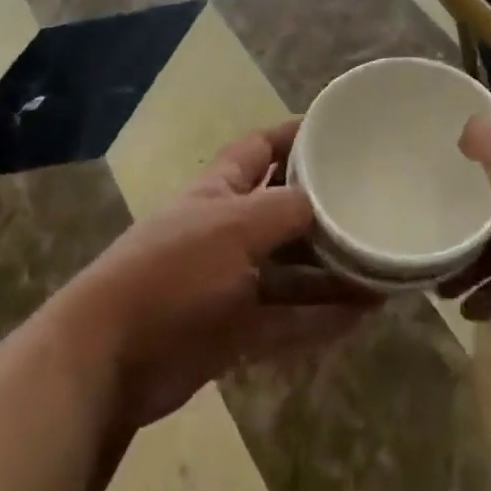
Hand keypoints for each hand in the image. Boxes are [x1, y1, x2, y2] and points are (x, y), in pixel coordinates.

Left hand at [70, 121, 376, 428]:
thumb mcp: (235, 226)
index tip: (337, 131)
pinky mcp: (234, 332)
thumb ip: (286, 210)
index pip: (262, 149)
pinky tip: (362, 315)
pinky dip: (321, 318)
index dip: (296, 136)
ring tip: (382, 271)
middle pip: (284, 213)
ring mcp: (231, 283)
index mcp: (220, 190)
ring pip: (292, 272)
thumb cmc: (173, 270)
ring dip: (332, 273)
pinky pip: (288, 320)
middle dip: (324, 212)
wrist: (109, 358)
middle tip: (373, 208)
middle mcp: (227, 231)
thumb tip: (326, 204)